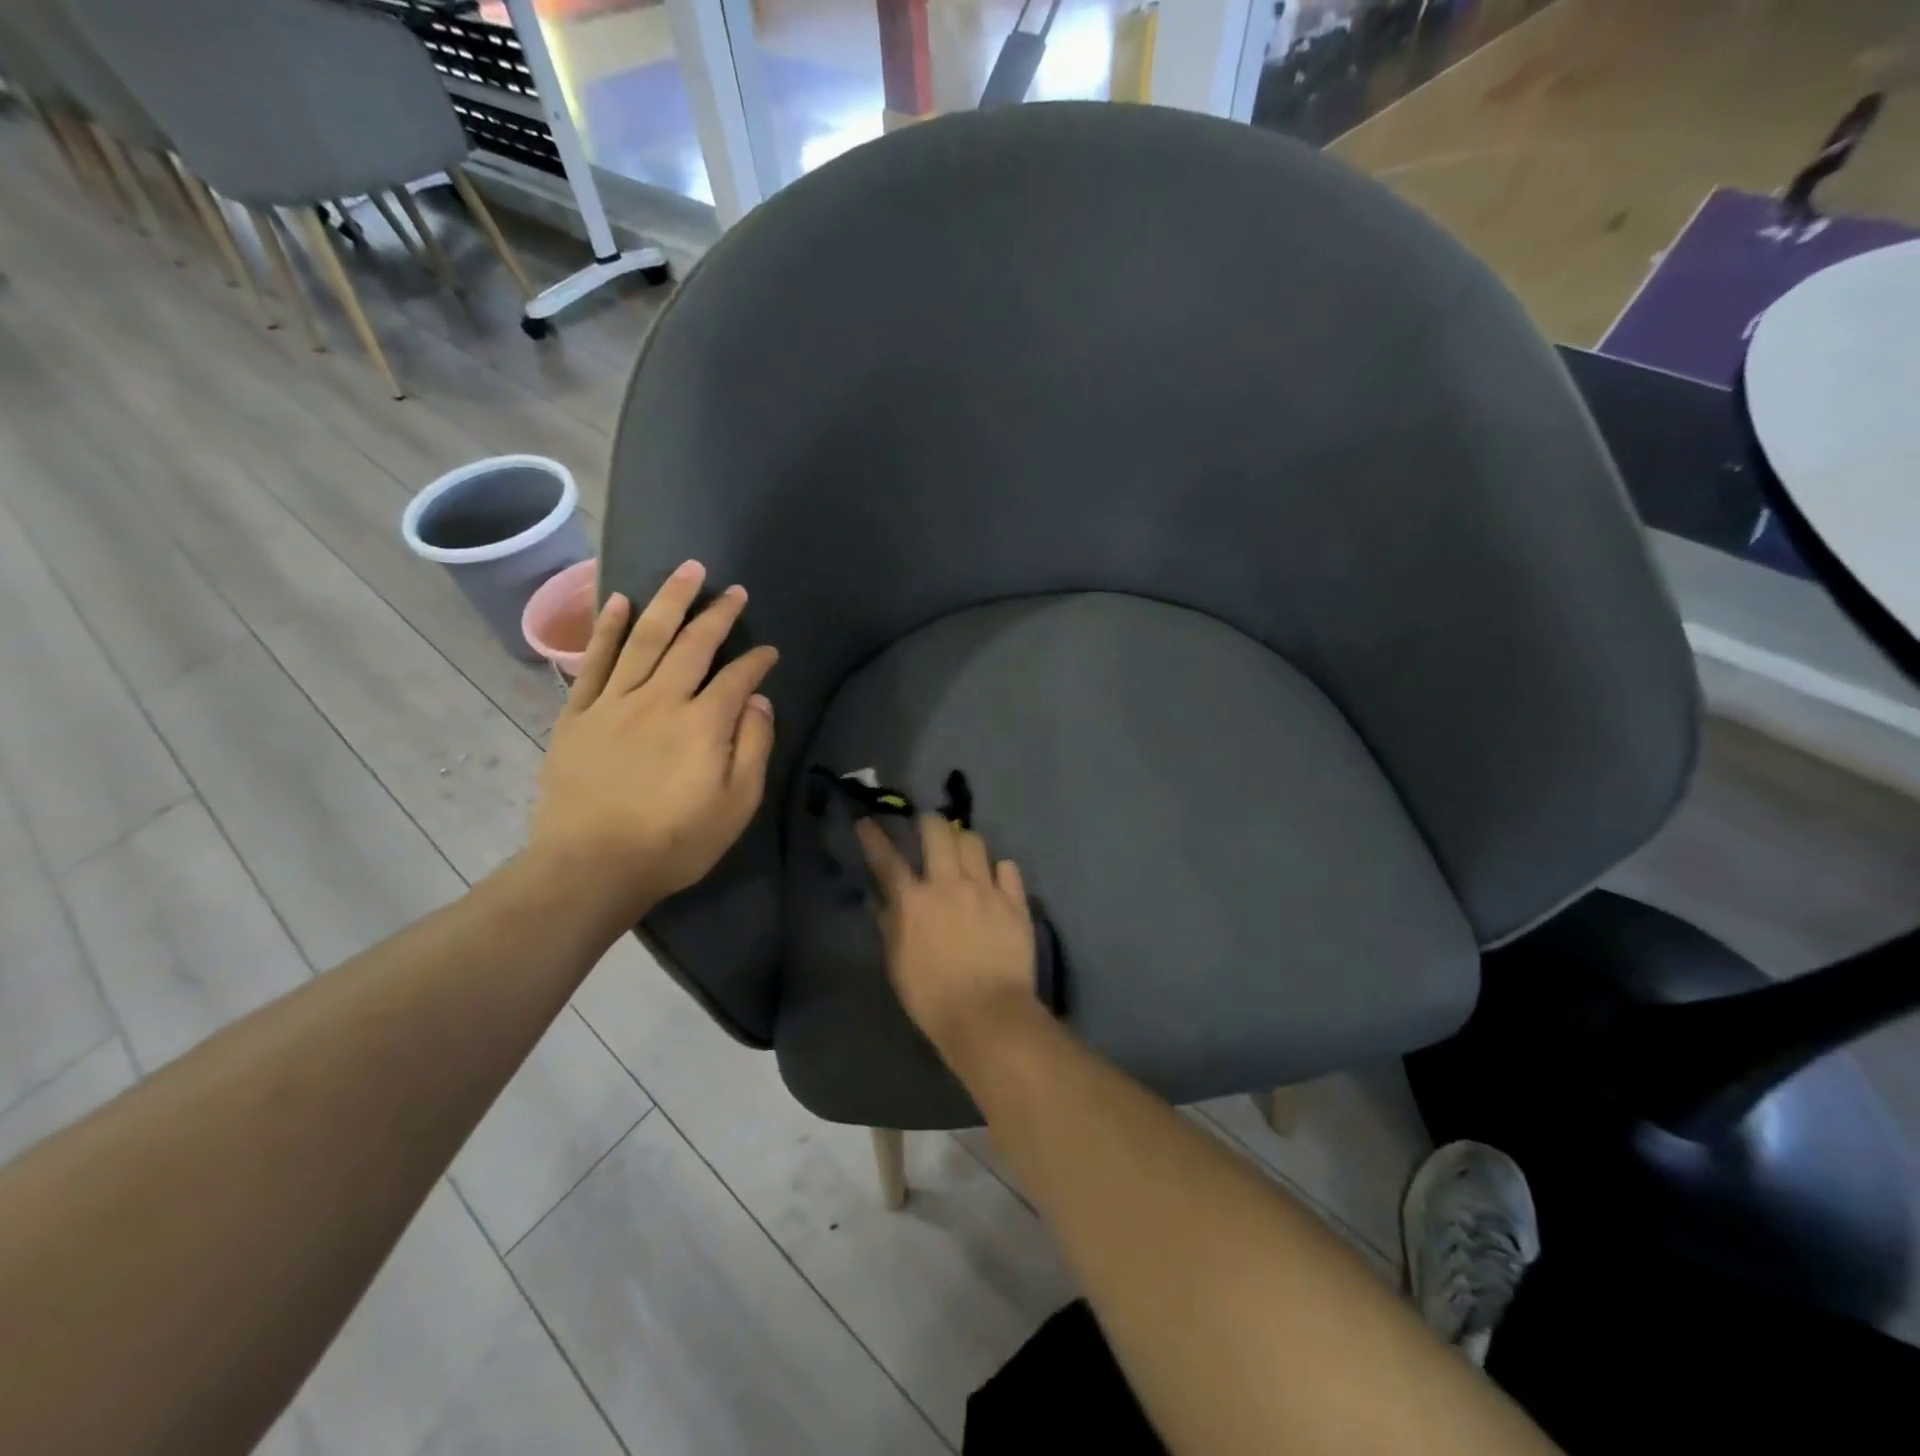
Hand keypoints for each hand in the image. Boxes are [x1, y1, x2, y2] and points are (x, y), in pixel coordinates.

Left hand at [531, 561, 777, 919]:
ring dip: (669, 601)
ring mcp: (614, 702)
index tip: (769, 651)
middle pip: (692, 644)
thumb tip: (758, 699)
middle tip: (733, 589)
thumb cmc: (674, 842)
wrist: (590, 866)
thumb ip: (753, 746)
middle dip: (717, 613)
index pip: (737, 676)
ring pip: (645, 638)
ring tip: (686, 572)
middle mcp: (660, 699)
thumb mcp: (736, 805)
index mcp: (703, 723)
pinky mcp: (578, 714)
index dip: (756, 660)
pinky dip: (607, 628)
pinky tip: (621, 601)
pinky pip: (594, 661)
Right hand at [857, 814, 1038, 1064]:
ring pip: (974, 841)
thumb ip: (892, 927)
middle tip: (928, 829)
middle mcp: (949, 884)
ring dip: (964, 841)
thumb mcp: (898, 965)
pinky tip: (996, 879)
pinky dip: (999, 869)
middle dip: (930, 823)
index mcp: (914, 902)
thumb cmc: (933, 998)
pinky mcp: (1015, 901)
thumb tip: (887, 902)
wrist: (988, 1015)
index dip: (874, 838)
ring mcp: (986, 889)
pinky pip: (1008, 867)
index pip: (887, 860)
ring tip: (962, 850)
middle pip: (938, 832)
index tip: (867, 823)